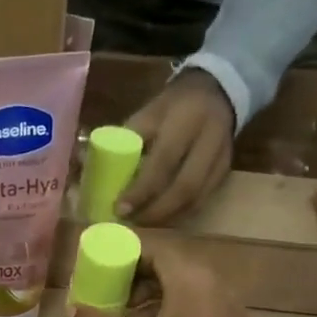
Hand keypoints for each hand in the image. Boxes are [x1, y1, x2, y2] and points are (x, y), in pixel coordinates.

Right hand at [65, 248, 265, 316]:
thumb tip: (72, 309)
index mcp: (193, 284)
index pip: (157, 252)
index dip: (127, 259)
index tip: (104, 276)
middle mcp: (219, 288)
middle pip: (172, 271)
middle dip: (139, 283)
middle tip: (114, 302)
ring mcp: (233, 312)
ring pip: (188, 292)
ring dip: (157, 302)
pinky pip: (203, 310)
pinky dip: (177, 316)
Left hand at [119, 69, 235, 224]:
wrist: (217, 92)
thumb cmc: (173, 105)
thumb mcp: (148, 113)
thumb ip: (126, 139)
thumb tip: (91, 166)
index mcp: (185, 121)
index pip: (163, 162)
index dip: (141, 190)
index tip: (120, 208)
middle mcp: (209, 141)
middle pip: (185, 187)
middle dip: (155, 211)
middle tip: (131, 222)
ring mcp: (222, 159)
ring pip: (196, 199)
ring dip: (168, 217)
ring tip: (143, 224)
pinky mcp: (226, 171)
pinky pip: (204, 200)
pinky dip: (181, 214)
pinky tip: (163, 219)